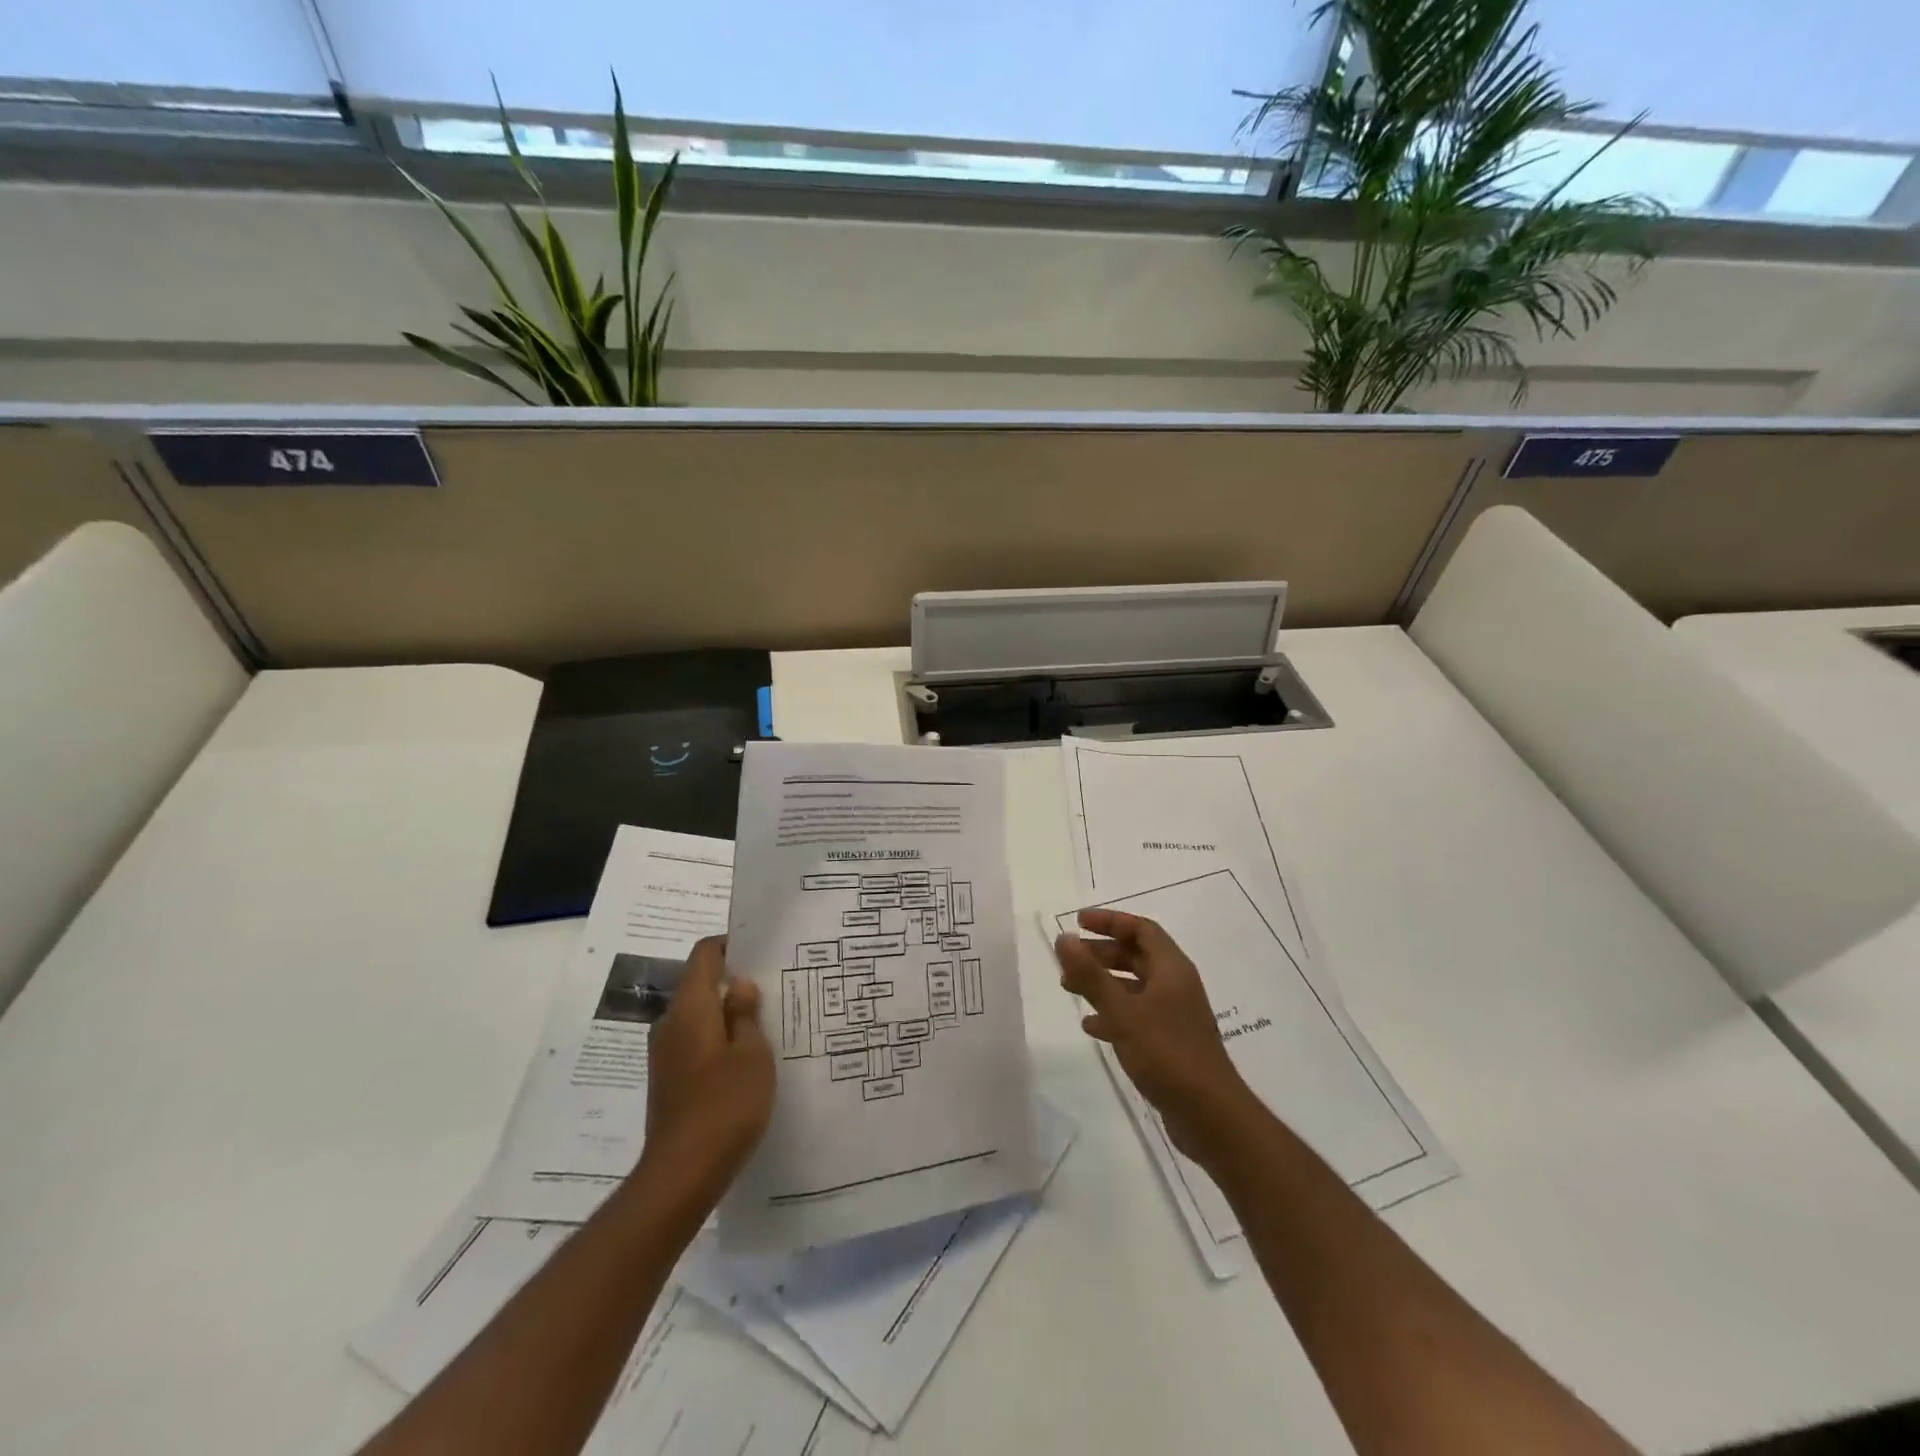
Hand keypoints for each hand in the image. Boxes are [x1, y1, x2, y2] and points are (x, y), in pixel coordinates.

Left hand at [641, 936, 774, 1197]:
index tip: (761, 949)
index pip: (704, 954)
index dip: (731, 944)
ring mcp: (665, 1054)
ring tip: (767, 1024)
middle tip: (775, 988)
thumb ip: (745, 1014)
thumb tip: (739, 986)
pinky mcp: (668, 1080)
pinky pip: (696, 1043)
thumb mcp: (752, 1054)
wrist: (682, 1174)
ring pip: (700, 1017)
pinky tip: (747, 1060)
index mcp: (690, 1008)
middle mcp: (670, 1024)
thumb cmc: (725, 1104)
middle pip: (701, 985)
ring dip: (728, 1015)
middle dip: (735, 982)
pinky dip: (719, 1040)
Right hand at [1055, 909, 1255, 1165]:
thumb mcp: (1123, 1012)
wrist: (1210, 1116)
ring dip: (1102, 983)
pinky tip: (1091, 1026)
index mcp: (1172, 969)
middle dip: (1101, 953)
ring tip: (1069, 989)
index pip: (1141, 929)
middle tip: (1069, 959)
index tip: (1078, 922)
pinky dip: (1112, 1013)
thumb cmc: (1167, 1054)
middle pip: (1136, 956)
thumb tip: (1064, 938)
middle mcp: (1176, 986)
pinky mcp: (1169, 1042)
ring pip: (1133, 986)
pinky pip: (1136, 1015)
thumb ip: (1091, 975)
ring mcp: (1174, 1015)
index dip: (1110, 921)